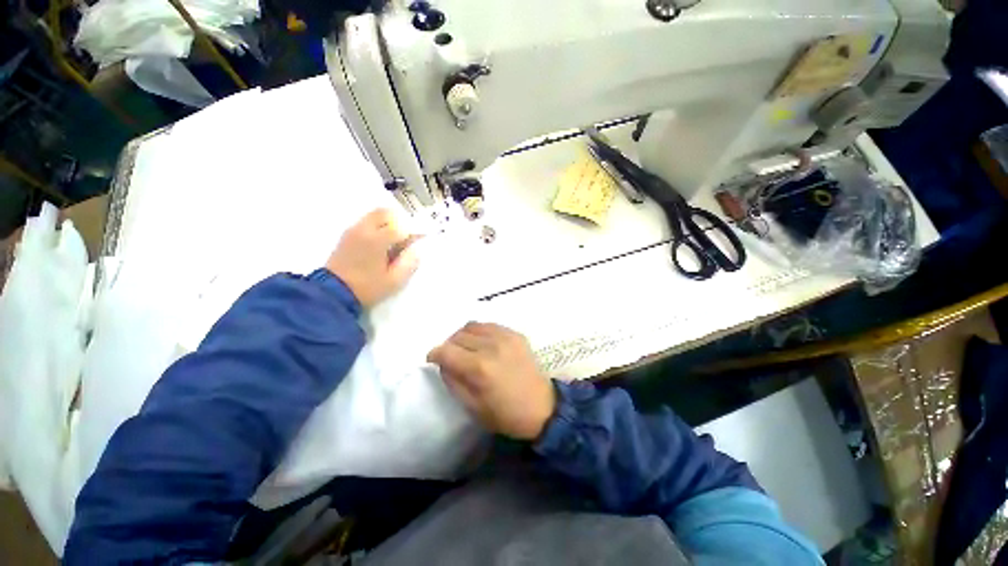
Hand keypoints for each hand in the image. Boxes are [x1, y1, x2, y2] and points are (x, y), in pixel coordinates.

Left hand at [326, 208, 419, 307]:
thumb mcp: (394, 281)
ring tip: (394, 240)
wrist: (332, 294)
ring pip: (373, 216)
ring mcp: (352, 231)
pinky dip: (376, 226)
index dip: (413, 232)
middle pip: (385, 213)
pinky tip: (380, 243)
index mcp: (377, 240)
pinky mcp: (346, 236)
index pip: (401, 227)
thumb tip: (415, 250)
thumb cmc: (367, 288)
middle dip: (399, 221)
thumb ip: (409, 263)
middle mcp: (364, 230)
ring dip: (387, 223)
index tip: (420, 239)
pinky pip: (365, 223)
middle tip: (407, 236)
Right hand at [427, 322, 555, 440]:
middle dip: (449, 346)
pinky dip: (481, 333)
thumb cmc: (505, 414)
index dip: (434, 354)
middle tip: (452, 358)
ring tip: (467, 349)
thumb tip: (443, 363)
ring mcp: (506, 337)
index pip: (446, 351)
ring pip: (472, 326)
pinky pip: (490, 325)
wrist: (542, 407)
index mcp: (479, 368)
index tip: (433, 360)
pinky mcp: (516, 334)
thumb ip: (452, 381)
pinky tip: (484, 344)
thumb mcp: (472, 407)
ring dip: (464, 336)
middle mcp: (491, 346)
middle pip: (458, 336)